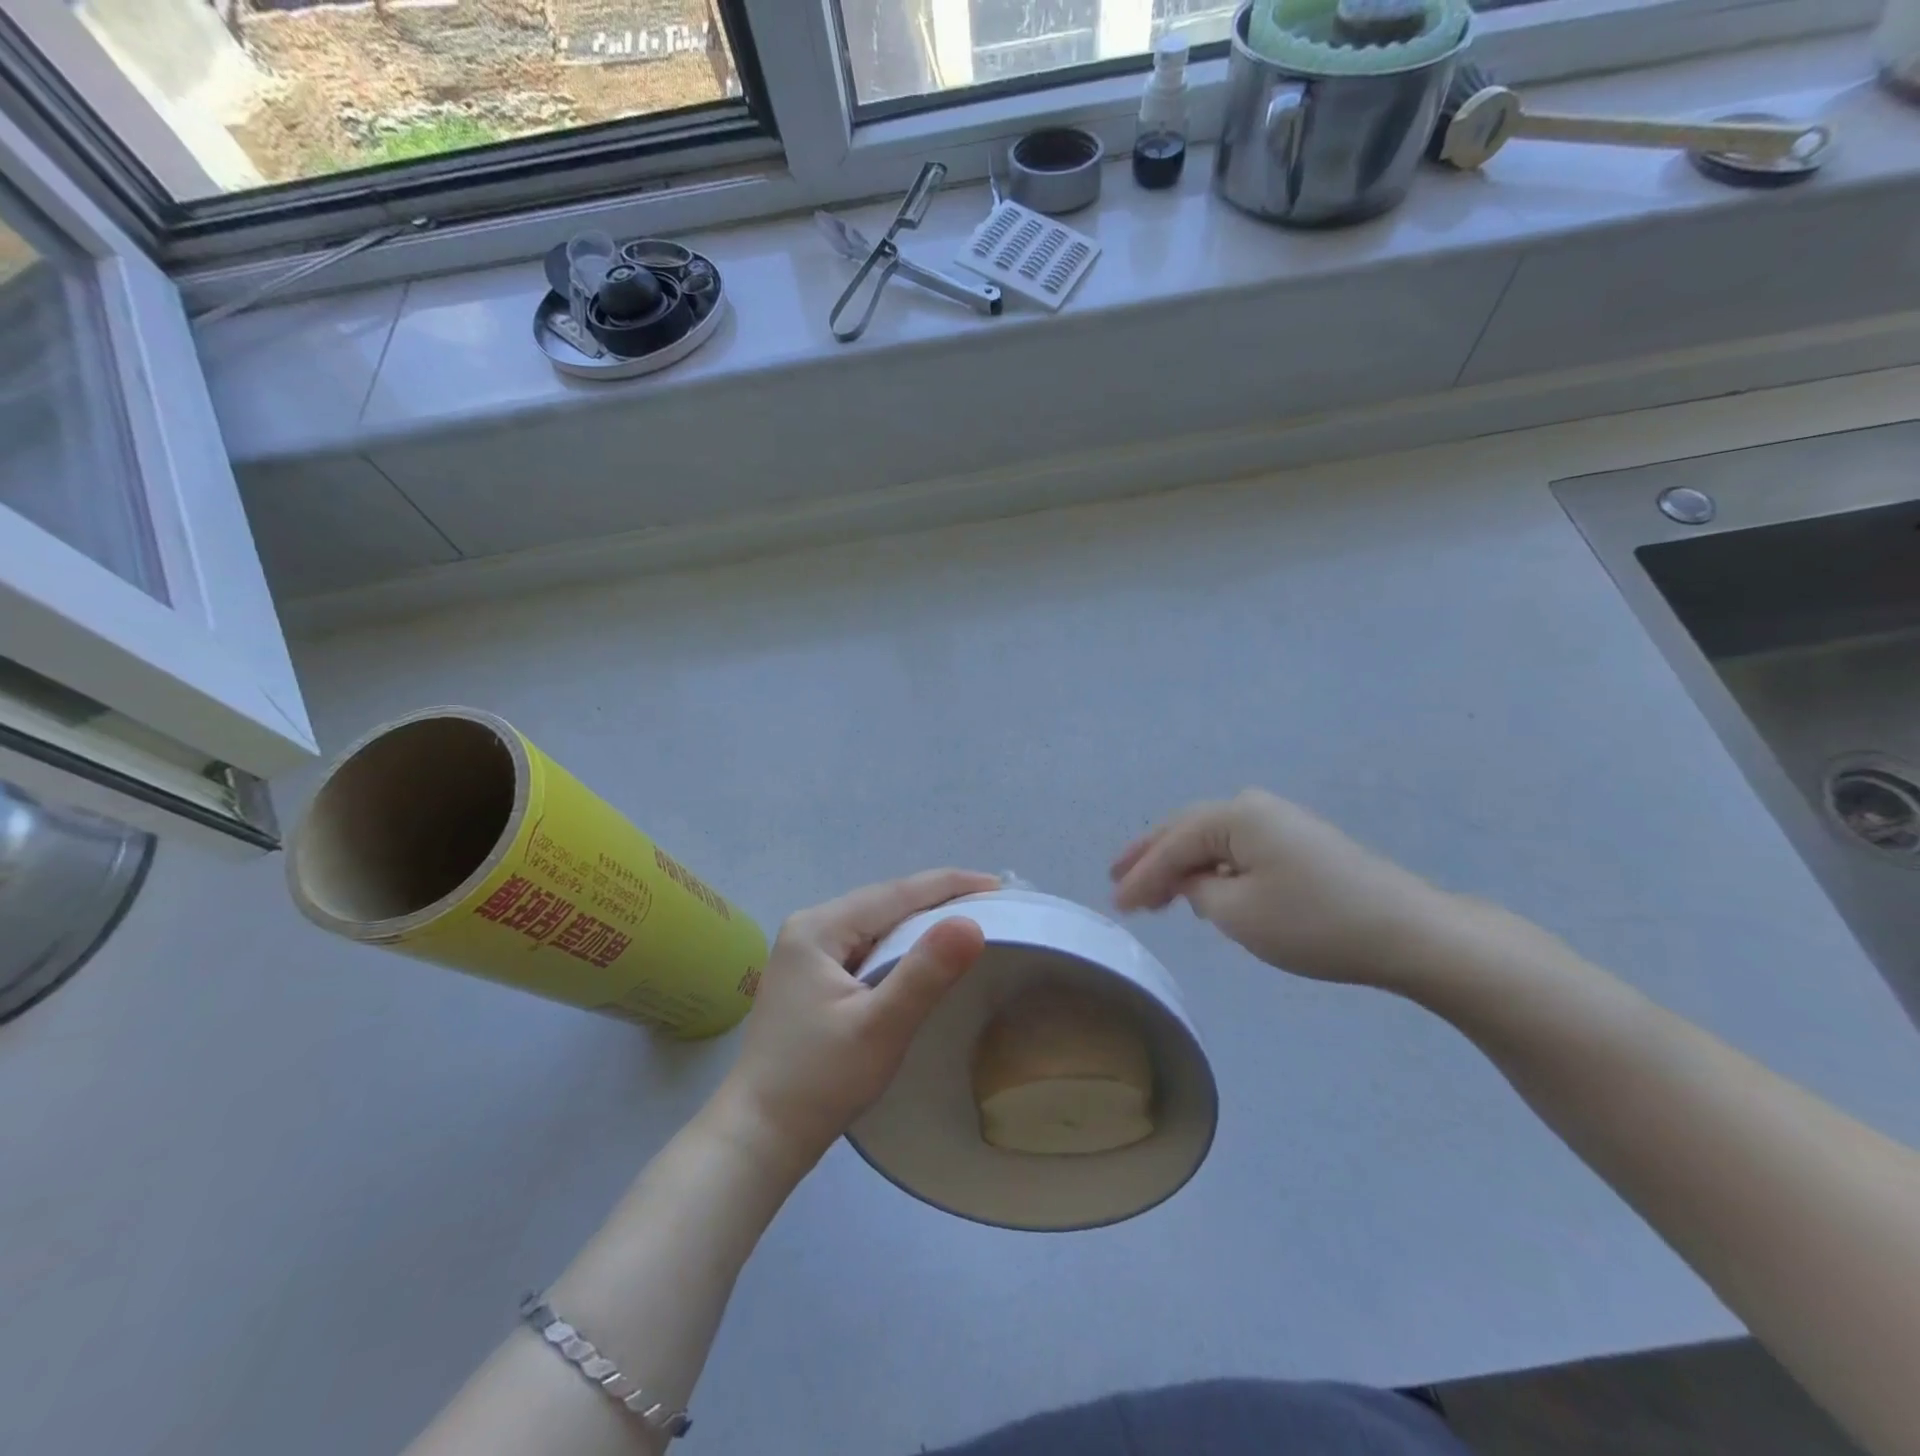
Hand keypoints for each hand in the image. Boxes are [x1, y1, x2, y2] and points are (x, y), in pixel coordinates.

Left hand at [723, 870, 996, 1166]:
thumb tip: (971, 922)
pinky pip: (865, 946)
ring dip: (920, 922)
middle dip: (938, 900)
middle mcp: (809, 927)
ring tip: (967, 923)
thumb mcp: (880, 1027)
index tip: (999, 886)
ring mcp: (806, 952)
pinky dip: (899, 945)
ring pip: (876, 924)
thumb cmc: (818, 1082)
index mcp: (819, 928)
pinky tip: (922, 955)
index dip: (950, 885)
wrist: (758, 1137)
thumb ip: (925, 973)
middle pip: (885, 902)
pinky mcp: (810, 976)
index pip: (896, 892)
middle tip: (992, 904)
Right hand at [1110, 789, 1463, 986]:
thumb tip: (1190, 880)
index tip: (1115, 905)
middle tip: (1118, 880)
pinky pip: (1236, 848)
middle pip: (1185, 830)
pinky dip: (1210, 866)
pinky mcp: (1296, 840)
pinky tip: (1200, 885)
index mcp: (1234, 814)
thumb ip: (1195, 890)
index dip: (1139, 876)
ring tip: (1152, 889)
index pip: (1171, 846)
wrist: (1406, 931)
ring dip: (1179, 862)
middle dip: (1150, 857)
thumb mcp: (1236, 912)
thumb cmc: (1313, 922)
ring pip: (1210, 839)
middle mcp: (1252, 805)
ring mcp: (1277, 820)